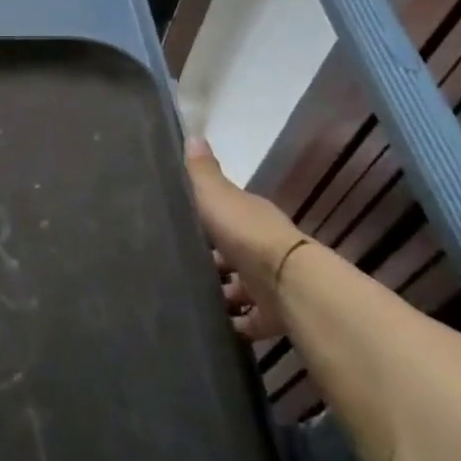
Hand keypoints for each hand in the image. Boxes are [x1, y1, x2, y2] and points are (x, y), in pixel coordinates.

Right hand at [182, 139, 307, 342]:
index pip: (226, 216)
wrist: (285, 282)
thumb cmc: (245, 233)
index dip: (204, 221)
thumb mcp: (216, 196)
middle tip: (175, 267)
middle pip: (231, 254)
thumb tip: (193, 135)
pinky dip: (232, 324)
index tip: (178, 228)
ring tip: (186, 299)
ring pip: (238, 289)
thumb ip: (202, 172)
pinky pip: (248, 321)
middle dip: (209, 261)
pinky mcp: (271, 315)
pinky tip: (209, 325)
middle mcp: (262, 248)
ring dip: (219, 294)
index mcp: (250, 217)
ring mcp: (268, 284)